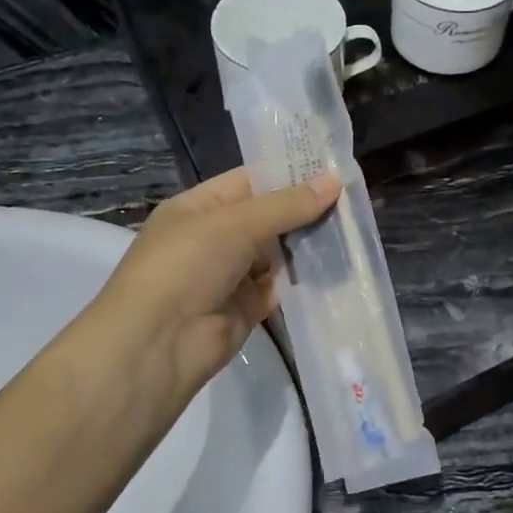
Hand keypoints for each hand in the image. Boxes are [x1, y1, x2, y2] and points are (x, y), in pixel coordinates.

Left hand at [81, 167, 339, 414]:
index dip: (288, 174)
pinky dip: (304, 280)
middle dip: (305, 210)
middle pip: (267, 218)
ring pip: (277, 254)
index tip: (334, 169)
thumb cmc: (186, 265)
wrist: (158, 344)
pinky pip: (280, 287)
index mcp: (199, 207)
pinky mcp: (246, 309)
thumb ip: (286, 205)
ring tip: (354, 230)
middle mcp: (214, 238)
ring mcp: (230, 275)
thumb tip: (335, 181)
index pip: (249, 181)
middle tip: (353, 200)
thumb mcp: (235, 224)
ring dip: (308, 245)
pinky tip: (338, 268)